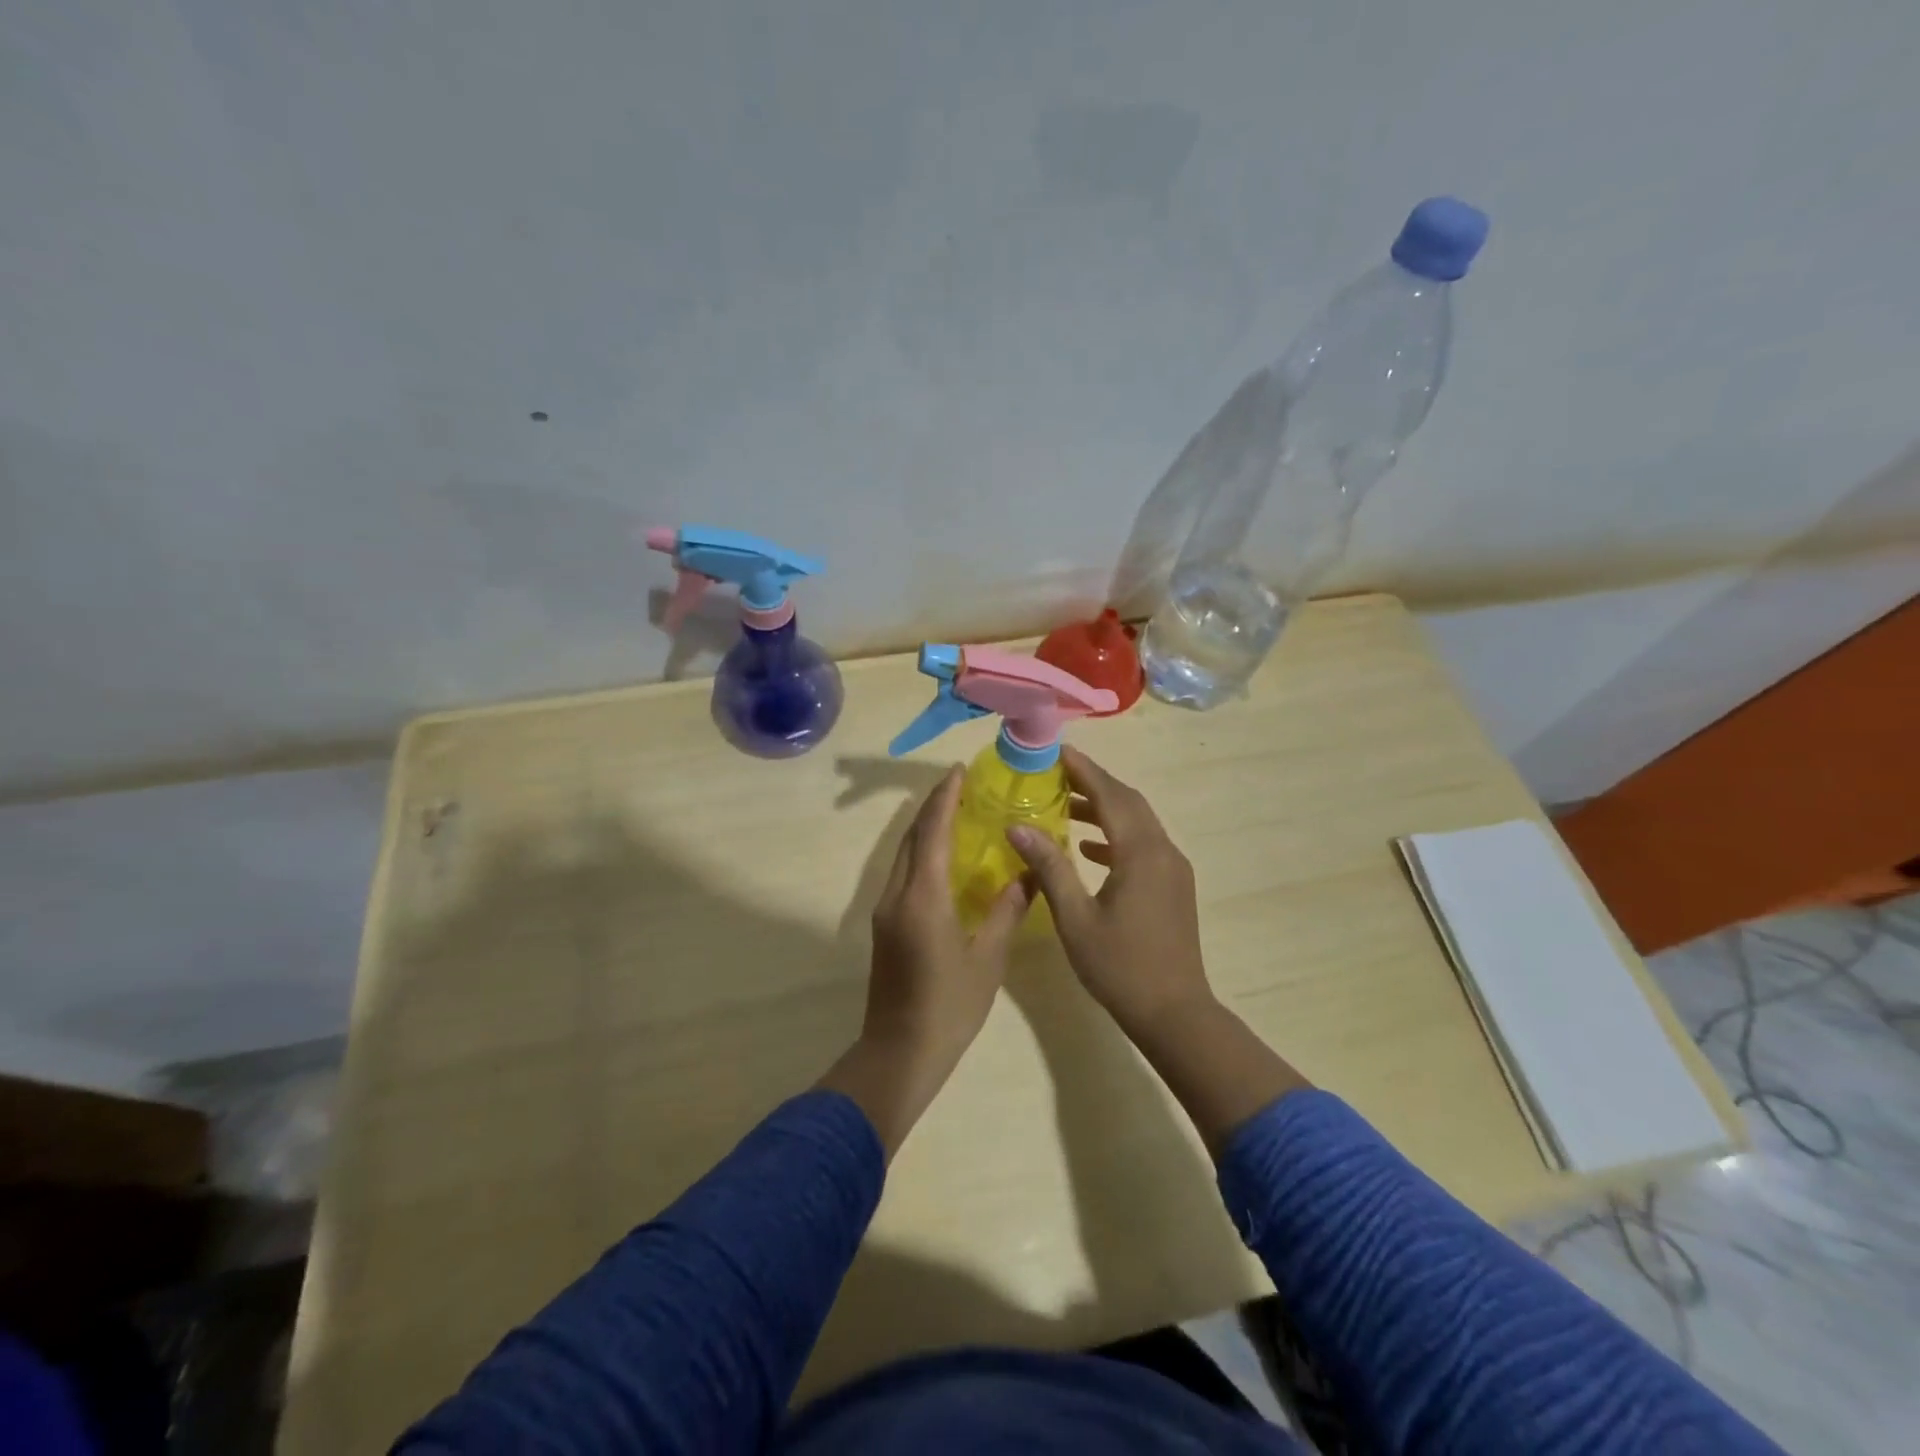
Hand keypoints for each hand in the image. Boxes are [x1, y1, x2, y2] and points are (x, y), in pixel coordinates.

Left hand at [819, 767, 1029, 1157]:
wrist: (900, 1050)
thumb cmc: (950, 1005)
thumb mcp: (987, 957)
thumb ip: (1007, 910)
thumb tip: (1028, 873)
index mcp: (923, 896)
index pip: (932, 831)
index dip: (945, 797)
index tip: (959, 771)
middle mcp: (897, 893)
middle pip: (913, 836)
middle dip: (934, 806)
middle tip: (963, 787)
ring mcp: (885, 909)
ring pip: (904, 854)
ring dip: (926, 828)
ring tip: (956, 813)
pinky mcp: (884, 925)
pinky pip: (903, 873)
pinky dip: (922, 853)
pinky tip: (944, 860)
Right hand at [1009, 747, 1309, 1154]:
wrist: (1174, 1012)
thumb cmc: (1119, 966)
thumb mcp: (1075, 917)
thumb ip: (1049, 866)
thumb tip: (1018, 826)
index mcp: (1140, 853)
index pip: (1110, 794)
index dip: (1083, 769)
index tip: (1056, 750)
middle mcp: (1162, 851)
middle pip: (1128, 801)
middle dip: (1093, 782)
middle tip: (1056, 773)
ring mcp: (1173, 868)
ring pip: (1138, 822)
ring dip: (1104, 808)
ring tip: (1065, 804)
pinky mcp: (1173, 885)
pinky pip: (1143, 844)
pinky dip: (1115, 835)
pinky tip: (1088, 847)